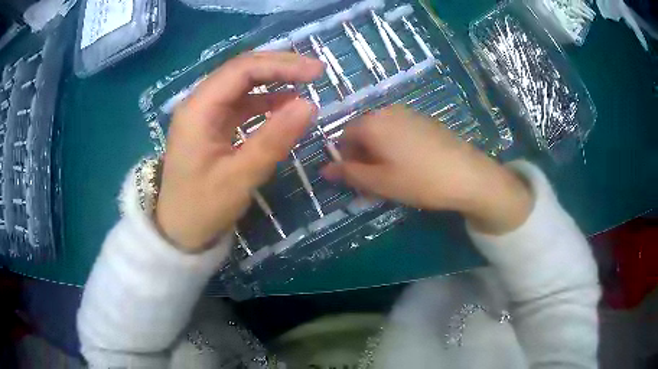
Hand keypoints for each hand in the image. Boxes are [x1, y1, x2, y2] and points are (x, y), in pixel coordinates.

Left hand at [155, 52, 323, 250]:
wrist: (180, 231)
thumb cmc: (203, 208)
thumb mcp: (240, 177)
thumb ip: (273, 139)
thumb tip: (309, 105)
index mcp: (198, 110)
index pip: (242, 70)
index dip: (281, 65)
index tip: (316, 72)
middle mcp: (199, 103)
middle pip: (241, 70)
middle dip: (279, 66)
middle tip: (315, 72)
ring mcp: (205, 113)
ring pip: (242, 84)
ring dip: (273, 80)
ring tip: (305, 83)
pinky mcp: (213, 125)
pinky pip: (241, 103)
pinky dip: (265, 100)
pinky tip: (284, 103)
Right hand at [322, 106, 532, 234]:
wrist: (468, 175)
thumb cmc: (419, 180)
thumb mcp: (380, 182)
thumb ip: (349, 174)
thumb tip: (324, 169)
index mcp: (372, 123)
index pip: (343, 137)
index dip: (345, 159)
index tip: (357, 180)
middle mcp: (387, 111)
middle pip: (363, 133)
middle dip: (363, 156)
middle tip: (375, 182)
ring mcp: (409, 113)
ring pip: (382, 133)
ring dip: (379, 153)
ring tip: (394, 176)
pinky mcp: (425, 120)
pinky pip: (399, 131)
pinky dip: (396, 147)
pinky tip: (411, 166)